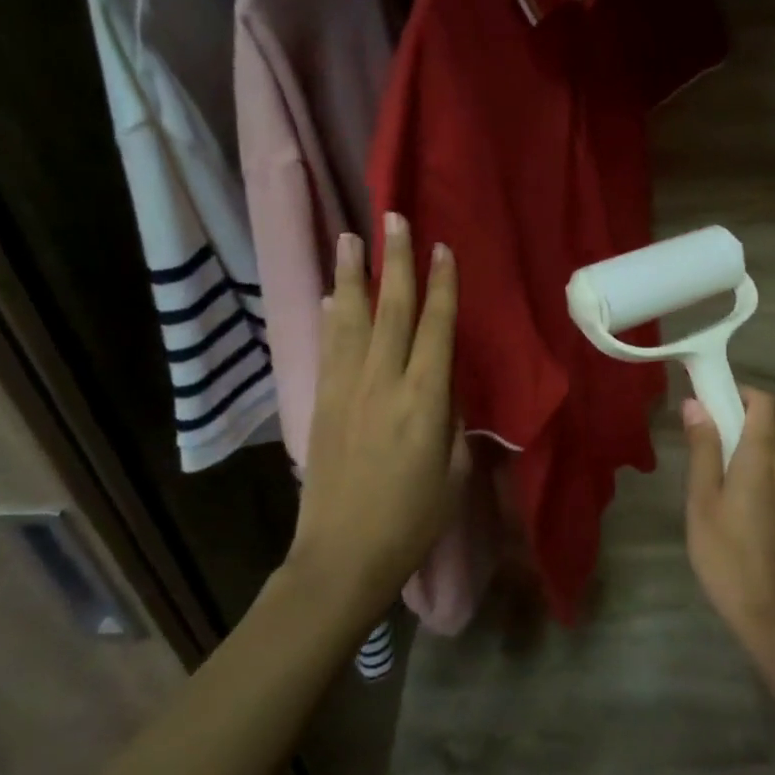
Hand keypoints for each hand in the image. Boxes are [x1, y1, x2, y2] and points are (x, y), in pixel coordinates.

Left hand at [287, 213, 460, 620]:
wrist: (341, 557)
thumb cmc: (411, 522)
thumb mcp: (452, 473)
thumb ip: (452, 423)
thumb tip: (446, 390)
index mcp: (425, 401)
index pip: (436, 329)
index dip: (442, 286)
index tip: (442, 248)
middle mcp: (383, 384)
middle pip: (392, 311)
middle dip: (395, 262)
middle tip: (393, 218)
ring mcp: (347, 391)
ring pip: (352, 320)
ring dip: (353, 276)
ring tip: (351, 237)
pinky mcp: (322, 404)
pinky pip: (329, 347)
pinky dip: (331, 316)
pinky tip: (331, 295)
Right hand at [681, 388, 774, 656]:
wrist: (772, 611)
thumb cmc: (727, 554)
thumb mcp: (703, 500)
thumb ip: (703, 449)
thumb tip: (696, 404)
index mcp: (763, 456)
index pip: (763, 401)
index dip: (738, 391)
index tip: (709, 398)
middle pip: (771, 421)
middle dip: (741, 415)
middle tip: (706, 433)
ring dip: (750, 441)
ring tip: (716, 465)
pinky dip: (760, 464)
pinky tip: (736, 494)